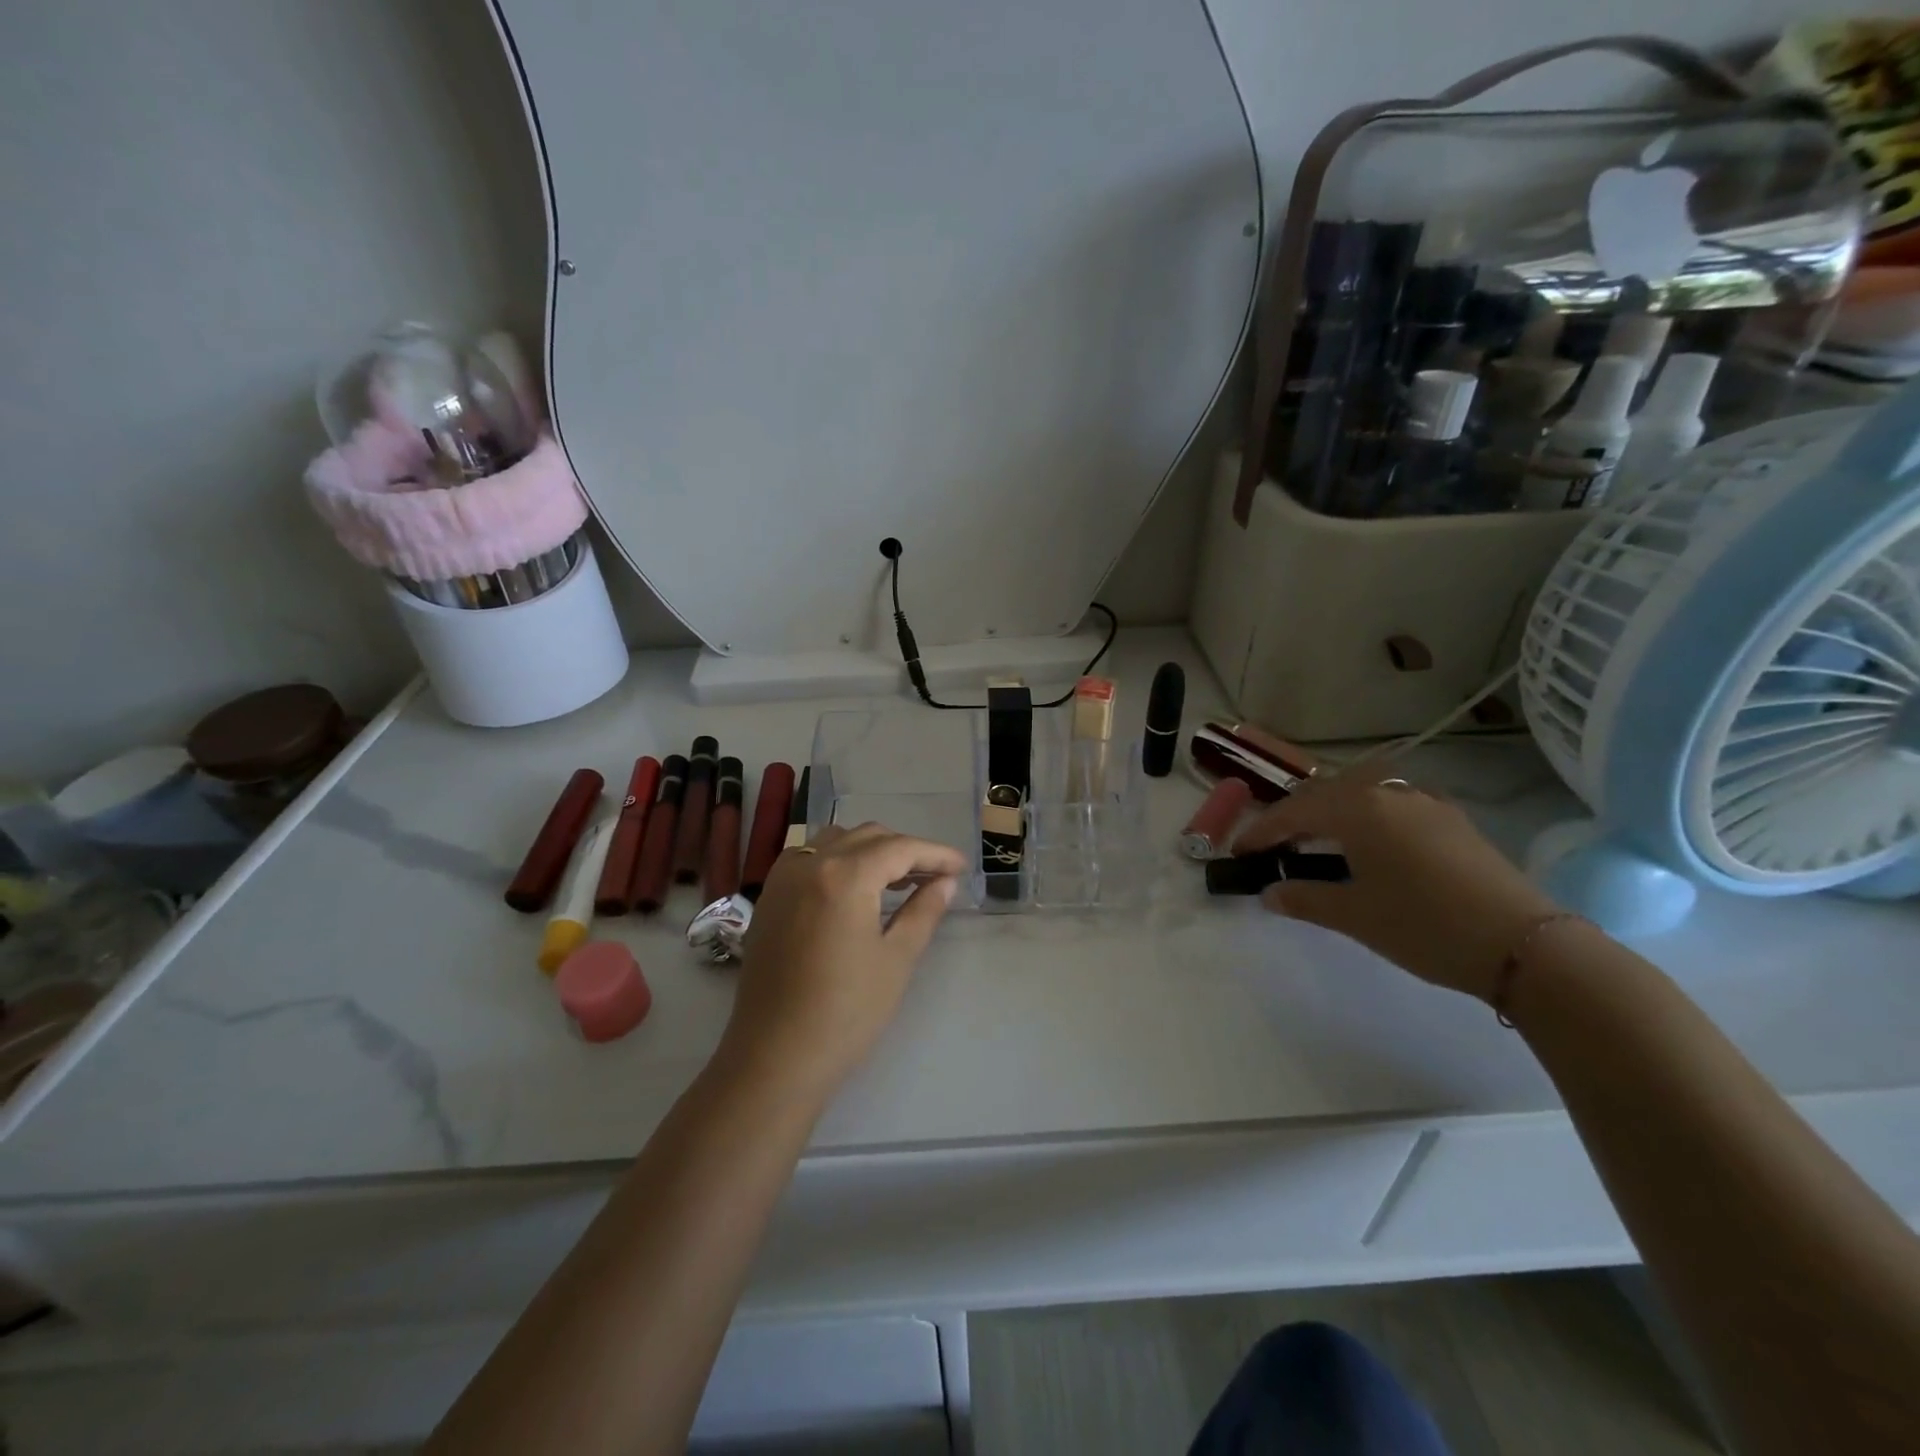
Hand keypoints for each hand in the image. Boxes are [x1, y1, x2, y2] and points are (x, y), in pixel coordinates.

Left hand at [721, 822, 967, 1100]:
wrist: (776, 1057)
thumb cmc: (846, 1012)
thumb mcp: (897, 959)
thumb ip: (924, 910)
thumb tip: (945, 882)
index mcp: (844, 876)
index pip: (899, 848)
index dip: (935, 854)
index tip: (961, 867)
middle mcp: (810, 863)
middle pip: (867, 837)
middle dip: (905, 850)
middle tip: (936, 876)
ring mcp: (783, 879)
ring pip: (836, 841)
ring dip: (871, 850)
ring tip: (898, 880)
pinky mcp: (769, 898)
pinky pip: (809, 858)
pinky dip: (838, 860)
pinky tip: (854, 888)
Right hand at [1234, 774, 1558, 1001]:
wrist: (1523, 944)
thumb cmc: (1424, 925)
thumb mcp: (1354, 916)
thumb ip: (1305, 899)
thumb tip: (1270, 892)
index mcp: (1357, 808)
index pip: (1293, 813)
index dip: (1261, 832)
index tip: (1238, 853)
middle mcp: (1388, 792)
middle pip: (1324, 793)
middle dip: (1293, 817)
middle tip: (1273, 846)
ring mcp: (1425, 801)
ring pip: (1361, 792)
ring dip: (1330, 811)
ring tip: (1316, 840)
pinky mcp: (1451, 819)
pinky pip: (1392, 803)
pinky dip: (1366, 815)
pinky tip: (1370, 841)